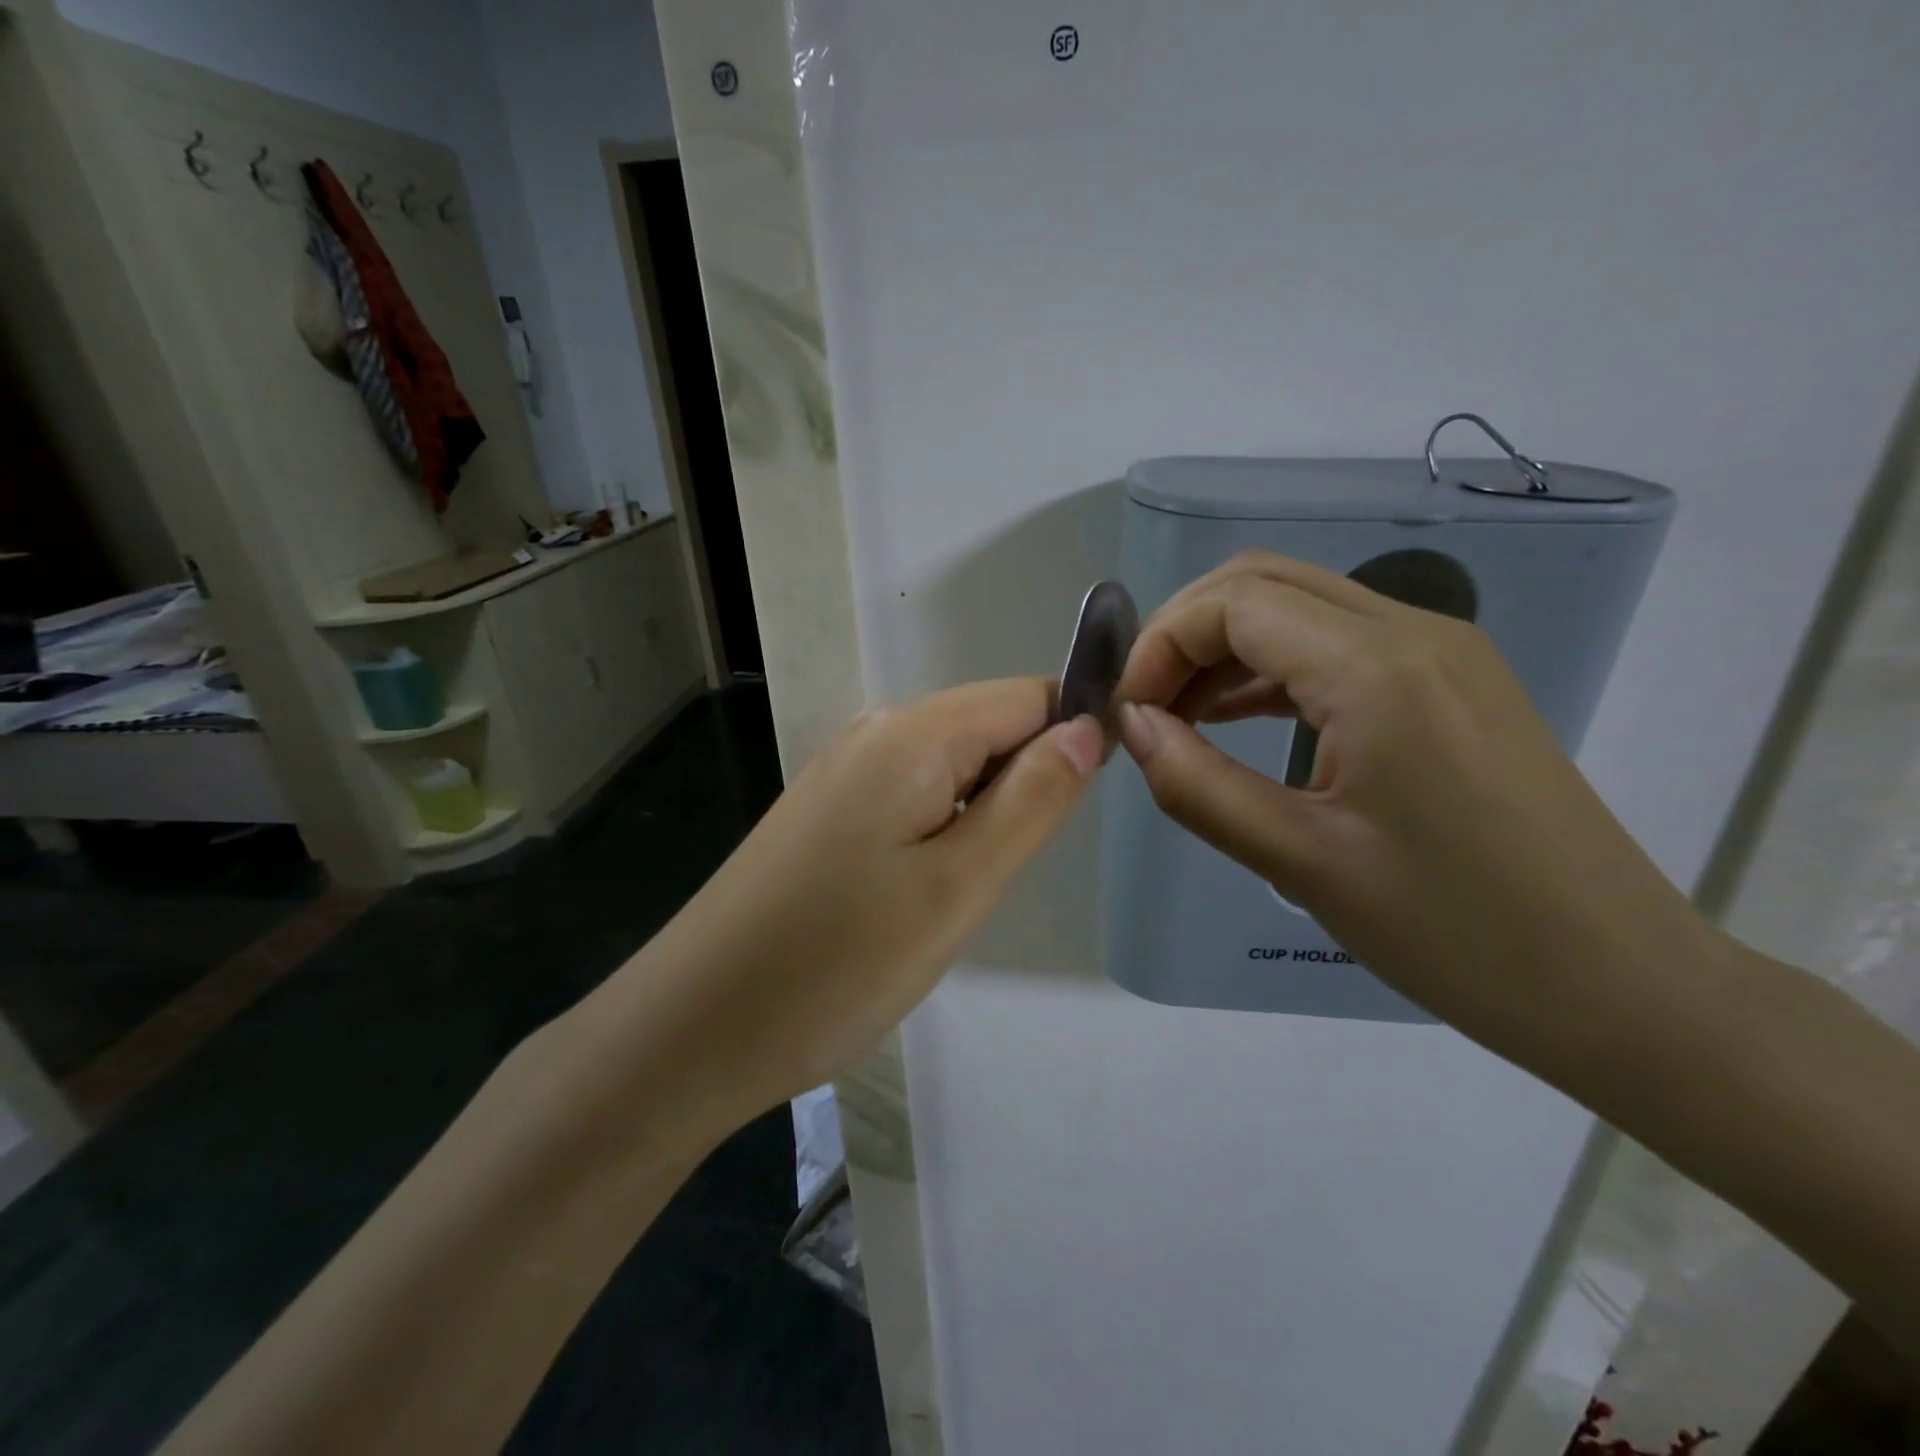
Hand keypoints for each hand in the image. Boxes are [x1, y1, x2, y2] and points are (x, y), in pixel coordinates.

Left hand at [628, 679, 1102, 1126]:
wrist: (695, 1026)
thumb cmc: (838, 963)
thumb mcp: (959, 886)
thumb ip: (1031, 798)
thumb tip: (1089, 727)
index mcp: (913, 734)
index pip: (1029, 697)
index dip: (1072, 738)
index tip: (1077, 815)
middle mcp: (875, 731)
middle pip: (988, 728)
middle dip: (1021, 788)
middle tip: (999, 877)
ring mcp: (844, 770)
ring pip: (951, 768)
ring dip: (978, 819)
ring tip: (955, 896)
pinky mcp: (826, 810)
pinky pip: (911, 797)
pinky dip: (938, 834)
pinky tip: (914, 896)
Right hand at [1115, 551, 1720, 1051]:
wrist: (1618, 984)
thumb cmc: (1454, 932)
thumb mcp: (1301, 862)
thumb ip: (1197, 786)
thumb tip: (1134, 727)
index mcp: (1377, 669)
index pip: (1233, 603)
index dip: (1160, 645)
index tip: (1128, 715)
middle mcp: (1413, 632)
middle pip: (1262, 583)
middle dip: (1184, 634)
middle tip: (1145, 707)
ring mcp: (1441, 652)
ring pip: (1300, 605)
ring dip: (1225, 648)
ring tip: (1179, 718)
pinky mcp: (1453, 682)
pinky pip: (1338, 642)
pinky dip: (1272, 667)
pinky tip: (1238, 718)